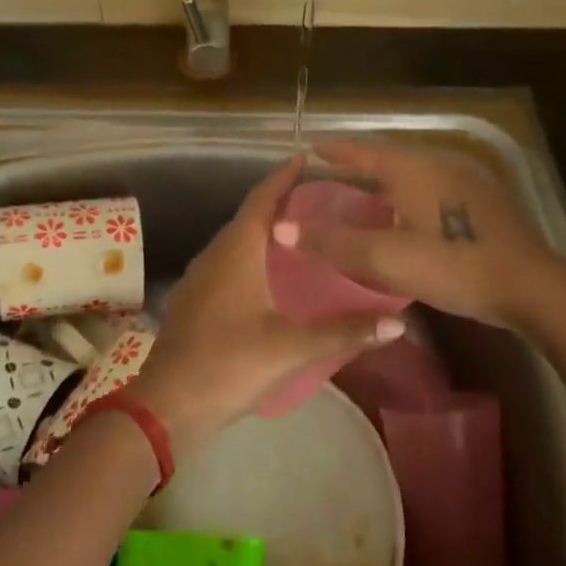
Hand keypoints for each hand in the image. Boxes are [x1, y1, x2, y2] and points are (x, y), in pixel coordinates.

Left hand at [132, 156, 403, 455]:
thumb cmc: (229, 364)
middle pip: (250, 216)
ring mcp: (201, 278)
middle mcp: (215, 255)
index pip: (262, 199)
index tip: (307, 158)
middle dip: (281, 202)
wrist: (167, 408)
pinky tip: (273, 278)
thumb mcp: (292, 347)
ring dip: (266, 231)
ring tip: (302, 234)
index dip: (284, 176)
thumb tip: (398, 324)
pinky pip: (229, 263)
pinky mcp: (196, 301)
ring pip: (237, 242)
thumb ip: (345, 332)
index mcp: (236, 251)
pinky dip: (253, 257)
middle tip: (320, 199)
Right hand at [272, 140, 564, 332]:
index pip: (365, 151)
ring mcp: (468, 183)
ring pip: (416, 176)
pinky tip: (411, 221)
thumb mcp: (387, 258)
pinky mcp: (486, 205)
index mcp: (415, 169)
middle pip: (391, 160)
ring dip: (388, 184)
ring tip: (367, 200)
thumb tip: (282, 228)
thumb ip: (334, 243)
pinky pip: (436, 191)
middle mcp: (441, 165)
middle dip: (361, 167)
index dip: (336, 151)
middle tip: (333, 179)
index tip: (312, 148)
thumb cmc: (455, 265)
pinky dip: (412, 199)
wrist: (532, 286)